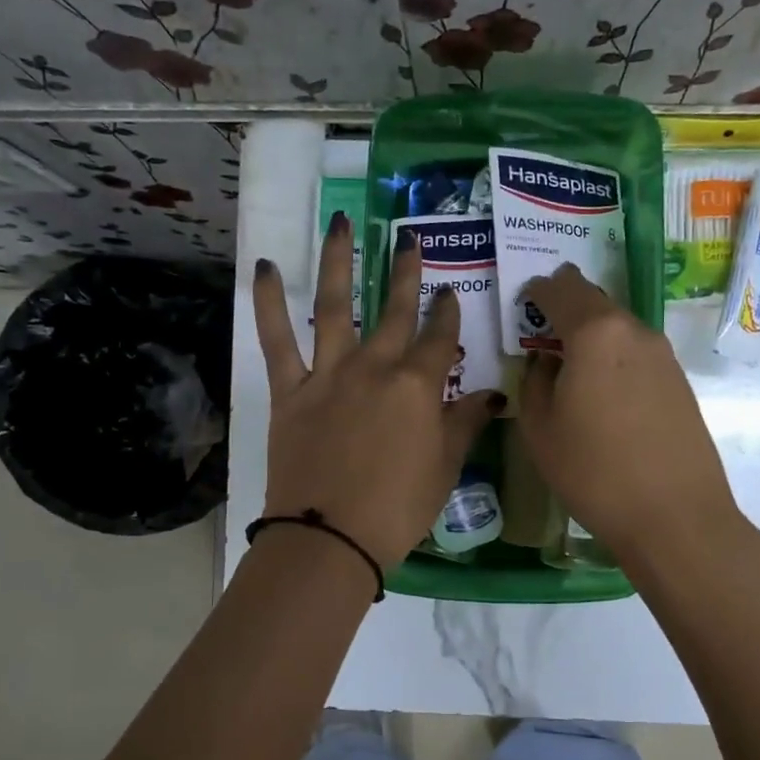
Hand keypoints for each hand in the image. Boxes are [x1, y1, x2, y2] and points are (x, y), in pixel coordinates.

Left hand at [254, 215, 502, 568]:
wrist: (330, 536)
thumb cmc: (398, 508)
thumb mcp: (445, 467)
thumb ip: (466, 424)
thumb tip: (493, 396)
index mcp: (418, 386)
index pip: (439, 339)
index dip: (447, 315)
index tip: (450, 294)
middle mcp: (375, 367)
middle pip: (394, 310)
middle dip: (405, 273)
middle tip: (408, 241)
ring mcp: (329, 373)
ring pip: (336, 305)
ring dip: (339, 261)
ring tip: (342, 223)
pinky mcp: (290, 389)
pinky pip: (276, 338)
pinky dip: (269, 301)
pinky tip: (266, 266)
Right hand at [519, 264, 737, 562]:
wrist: (675, 516)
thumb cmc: (594, 472)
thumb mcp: (540, 429)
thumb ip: (534, 382)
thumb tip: (547, 362)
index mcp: (595, 333)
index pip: (561, 290)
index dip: (538, 290)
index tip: (524, 299)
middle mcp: (634, 331)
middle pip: (595, 301)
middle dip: (567, 305)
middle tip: (543, 323)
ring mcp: (663, 355)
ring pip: (618, 327)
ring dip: (592, 333)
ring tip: (570, 360)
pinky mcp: (680, 381)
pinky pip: (636, 353)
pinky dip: (614, 356)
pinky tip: (603, 388)